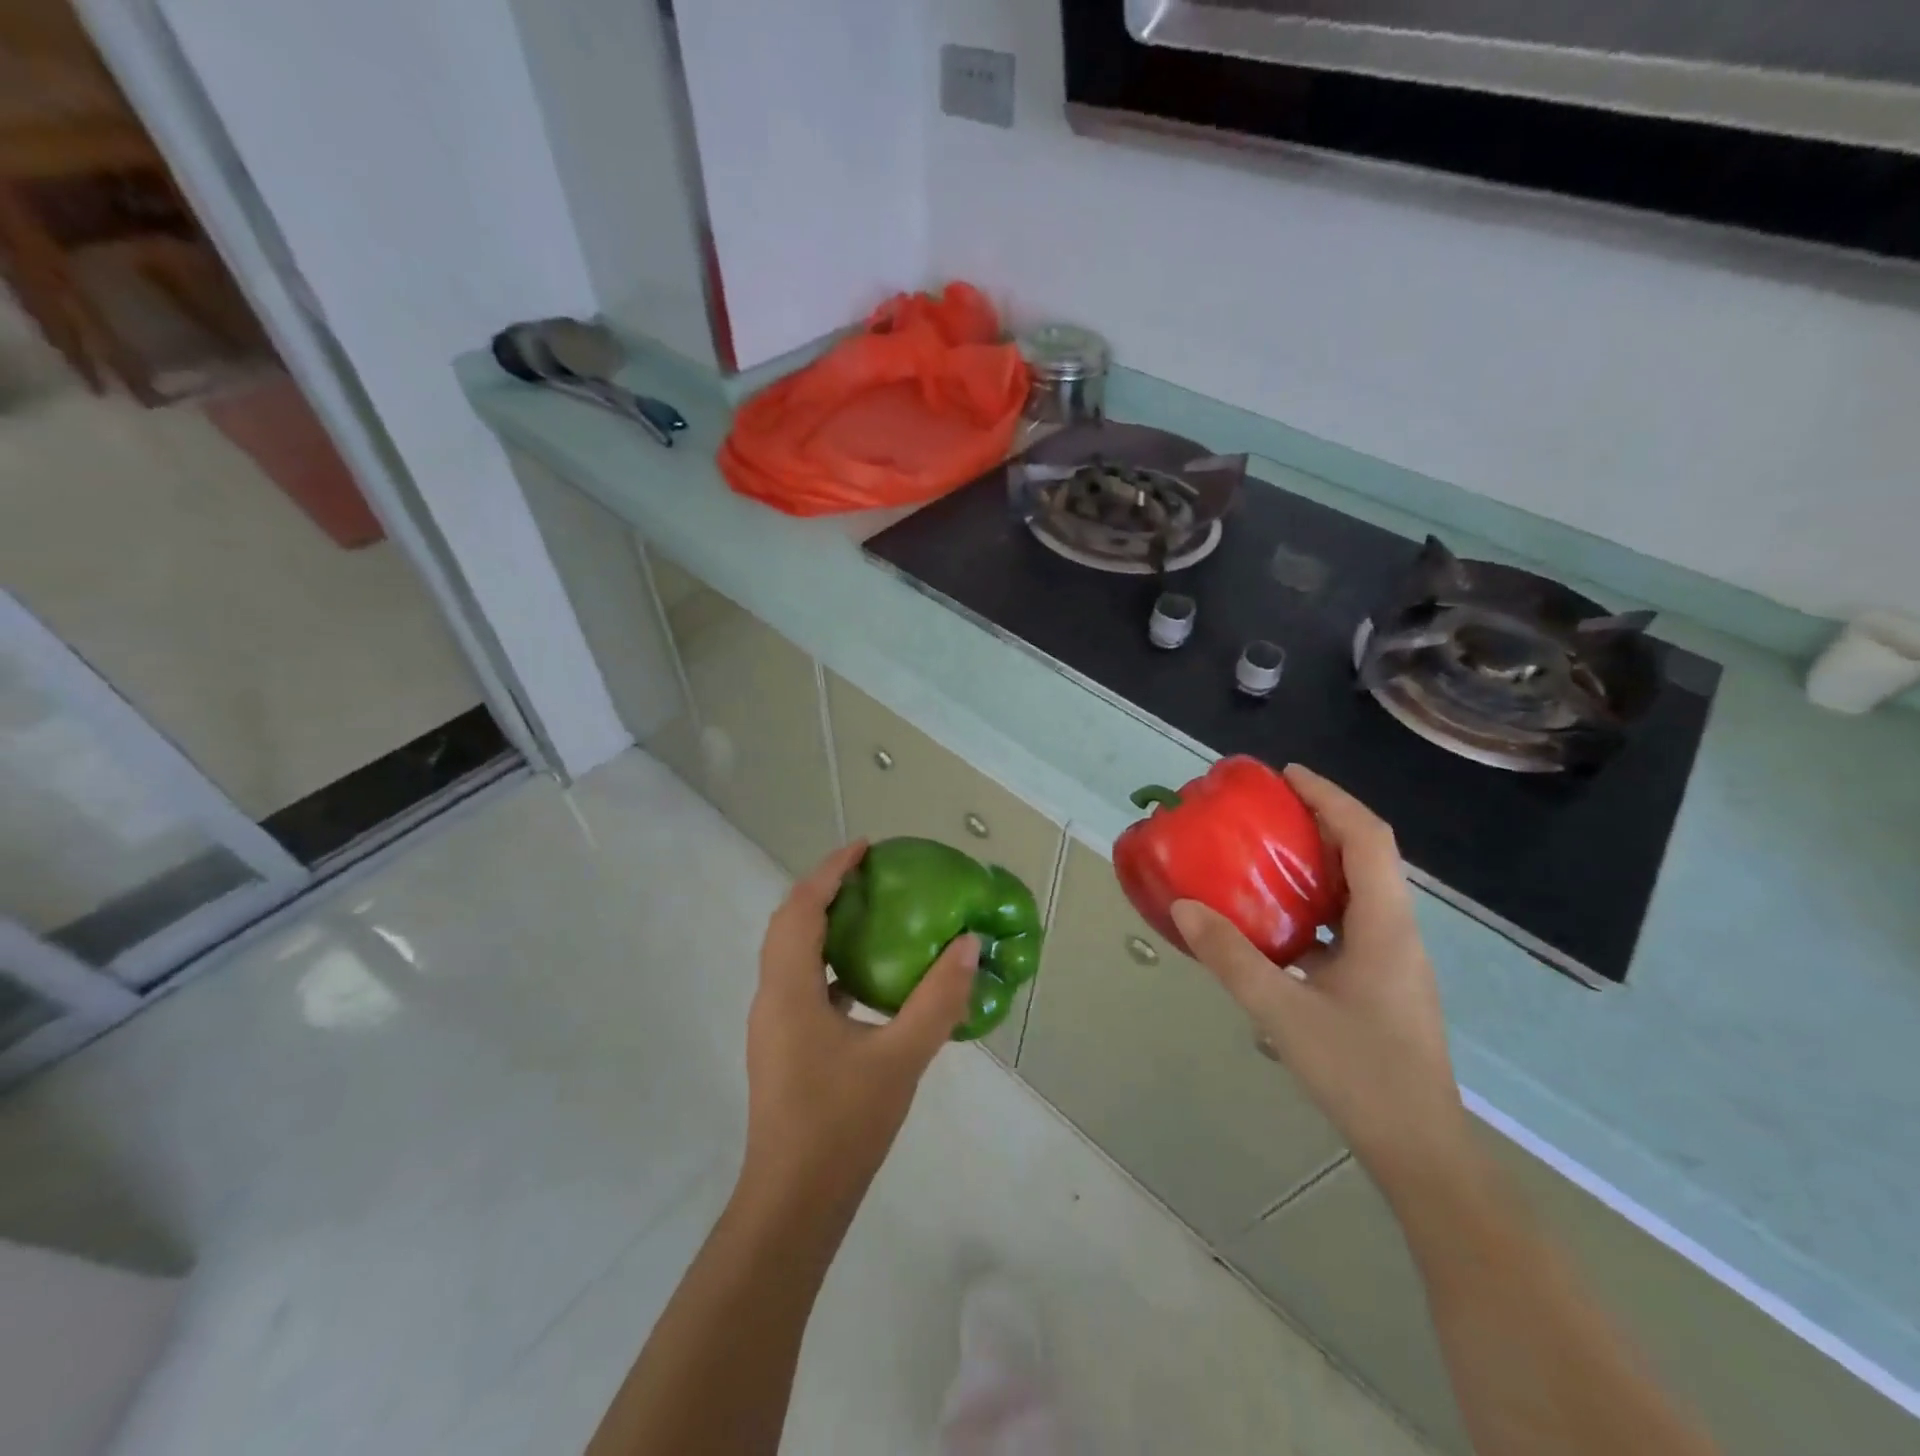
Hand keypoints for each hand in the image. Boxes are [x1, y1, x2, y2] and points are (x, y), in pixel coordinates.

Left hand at [740, 841, 978, 1214]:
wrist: (793, 1205)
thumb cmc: (842, 1127)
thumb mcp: (900, 1059)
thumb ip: (937, 999)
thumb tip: (967, 944)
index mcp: (789, 989)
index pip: (801, 908)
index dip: (830, 870)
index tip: (865, 847)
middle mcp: (772, 997)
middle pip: (790, 923)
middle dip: (825, 890)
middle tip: (870, 874)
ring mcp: (774, 1025)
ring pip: (793, 954)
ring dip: (825, 924)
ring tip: (871, 914)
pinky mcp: (784, 1047)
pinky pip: (803, 984)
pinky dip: (830, 963)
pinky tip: (868, 980)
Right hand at [1170, 764, 1470, 1193]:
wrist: (1420, 1149)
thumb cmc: (1359, 1073)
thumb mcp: (1281, 1012)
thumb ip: (1231, 957)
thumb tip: (1184, 906)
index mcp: (1385, 925)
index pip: (1368, 838)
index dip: (1330, 797)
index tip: (1287, 776)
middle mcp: (1397, 931)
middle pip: (1367, 855)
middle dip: (1322, 820)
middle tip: (1268, 808)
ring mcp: (1394, 959)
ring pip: (1360, 888)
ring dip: (1320, 860)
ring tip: (1267, 852)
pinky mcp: (1383, 982)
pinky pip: (1349, 920)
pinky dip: (1316, 901)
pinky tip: (1277, 920)